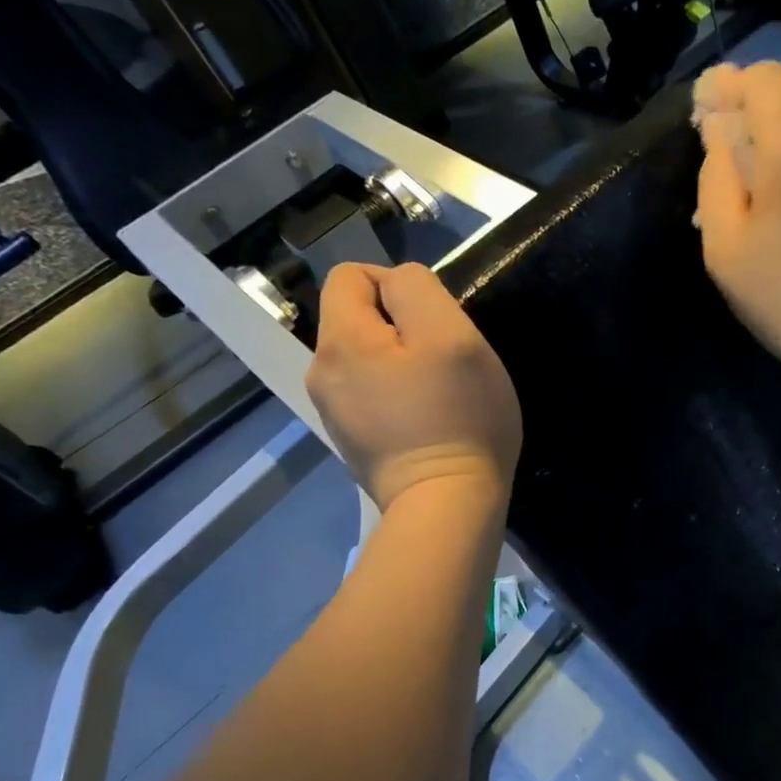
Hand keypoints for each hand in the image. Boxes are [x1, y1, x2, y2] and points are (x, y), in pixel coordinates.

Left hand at [305, 262, 521, 510]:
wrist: (446, 505)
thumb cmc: (458, 417)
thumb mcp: (452, 335)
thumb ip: (417, 290)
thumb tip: (397, 285)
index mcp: (341, 340)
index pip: (351, 275)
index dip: (396, 283)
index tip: (435, 322)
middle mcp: (322, 372)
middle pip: (357, 317)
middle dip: (401, 326)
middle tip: (444, 360)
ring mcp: (332, 411)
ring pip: (366, 357)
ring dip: (401, 361)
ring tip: (438, 392)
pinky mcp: (351, 439)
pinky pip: (370, 393)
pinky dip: (396, 394)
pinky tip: (425, 419)